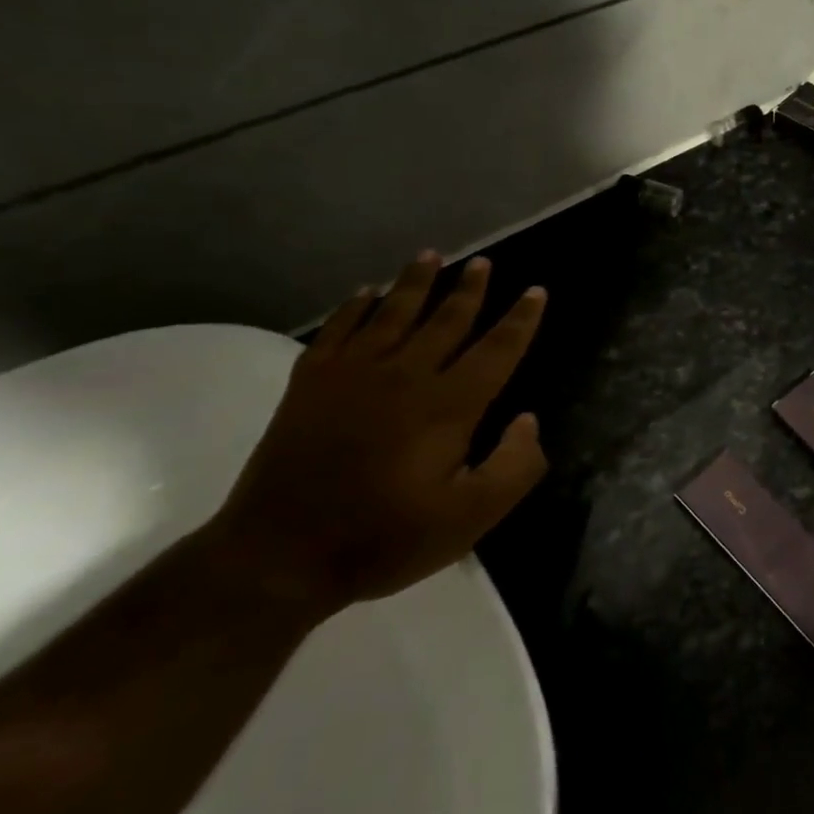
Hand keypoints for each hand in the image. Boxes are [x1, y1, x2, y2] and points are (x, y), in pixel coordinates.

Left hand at [203, 251, 549, 620]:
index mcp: (449, 405)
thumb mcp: (470, 518)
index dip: (521, 319)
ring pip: (394, 313)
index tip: (536, 290)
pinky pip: (338, 329)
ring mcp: (353, 375)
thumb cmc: (383, 538)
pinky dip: (354, 307)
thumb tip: (529, 420)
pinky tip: (365, 292)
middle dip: (469, 289)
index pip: (497, 349)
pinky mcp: (309, 383)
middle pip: (447, 320)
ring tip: (431, 256)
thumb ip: (514, 467)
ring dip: (416, 283)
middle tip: (483, 262)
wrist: (277, 557)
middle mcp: (406, 376)